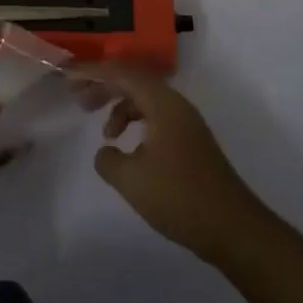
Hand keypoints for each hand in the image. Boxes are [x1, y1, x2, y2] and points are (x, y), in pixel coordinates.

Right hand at [81, 65, 269, 264]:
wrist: (235, 230)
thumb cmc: (181, 198)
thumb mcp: (132, 180)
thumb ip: (108, 160)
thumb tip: (106, 150)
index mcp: (163, 104)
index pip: (122, 73)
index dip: (92, 72)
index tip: (67, 75)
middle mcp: (176, 105)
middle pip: (134, 80)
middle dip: (104, 85)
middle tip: (79, 98)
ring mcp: (186, 123)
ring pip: (145, 99)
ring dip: (120, 106)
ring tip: (104, 133)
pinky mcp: (191, 142)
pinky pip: (156, 117)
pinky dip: (136, 123)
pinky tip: (128, 148)